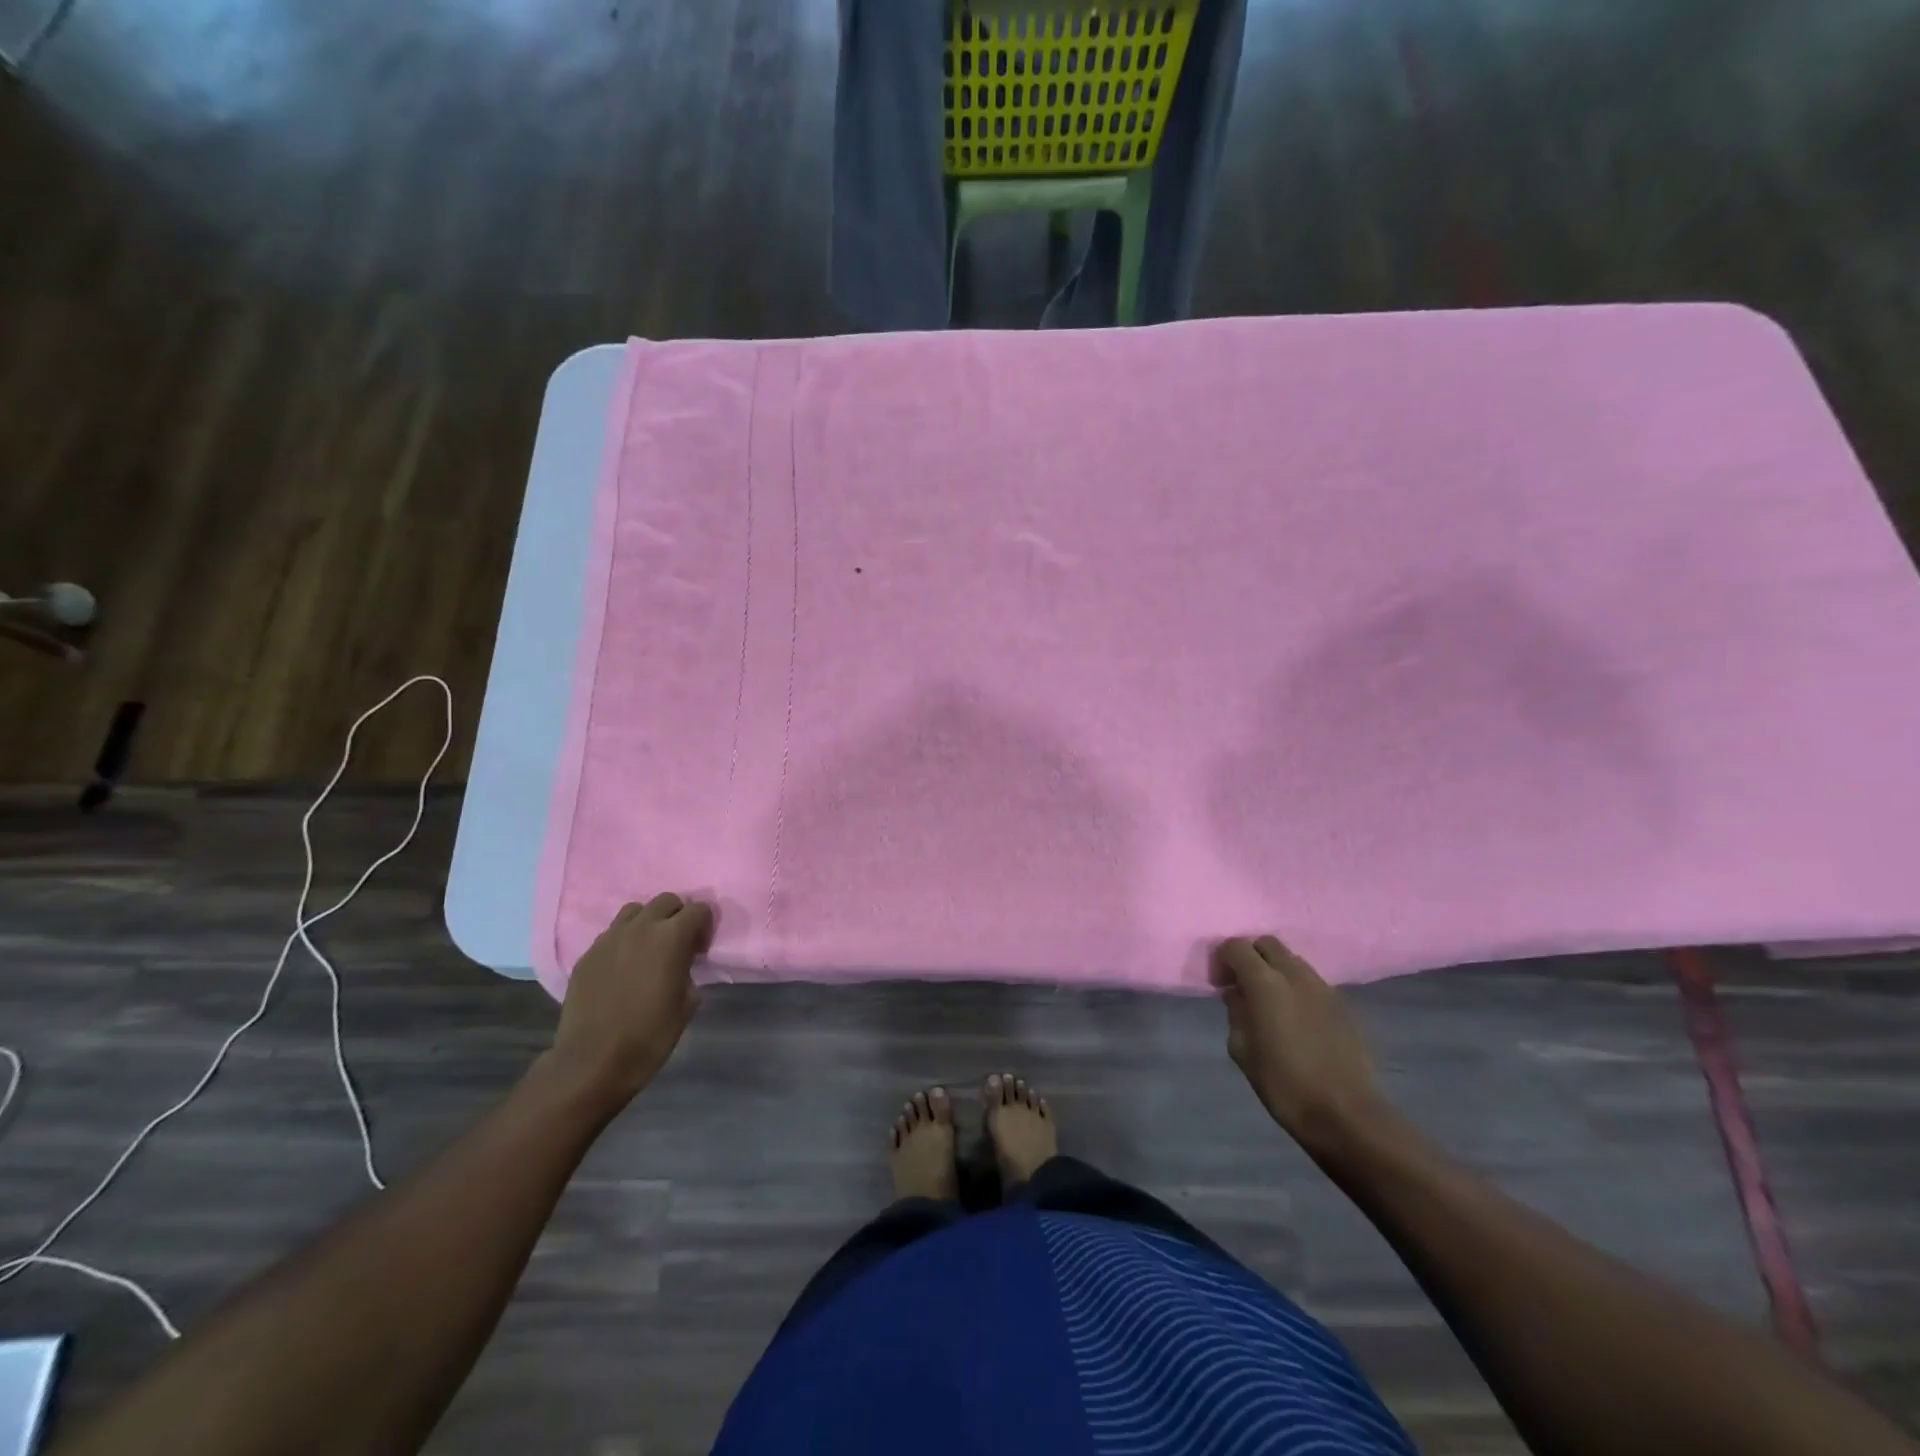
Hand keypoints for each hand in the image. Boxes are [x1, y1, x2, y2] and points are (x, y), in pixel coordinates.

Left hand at [551, 894, 714, 1108]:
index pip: (699, 909)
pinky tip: (623, 968)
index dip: (705, 926)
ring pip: (635, 910)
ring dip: (648, 922)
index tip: (701, 950)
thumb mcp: (687, 1005)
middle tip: (678, 945)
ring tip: (648, 949)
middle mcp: (640, 928)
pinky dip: (624, 940)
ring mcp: (609, 938)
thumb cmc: (649, 1036)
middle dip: (678, 916)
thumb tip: (682, 966)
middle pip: (667, 901)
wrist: (592, 1062)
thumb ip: (688, 972)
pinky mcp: (588, 954)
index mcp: (671, 937)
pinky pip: (612, 933)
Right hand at [1211, 935, 1384, 1151]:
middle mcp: (1296, 975)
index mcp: (1266, 983)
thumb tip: (1238, 994)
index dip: (1222, 959)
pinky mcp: (1343, 1004)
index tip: (1219, 984)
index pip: (1237, 947)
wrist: (1345, 1113)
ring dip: (1275, 971)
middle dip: (1250, 957)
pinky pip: (1311, 982)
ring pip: (1292, 960)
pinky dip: (1296, 988)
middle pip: (1267, 944)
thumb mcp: (1242, 1050)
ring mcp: (1323, 987)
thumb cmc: (1283, 1083)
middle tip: (1242, 986)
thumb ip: (1236, 1012)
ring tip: (1269, 1003)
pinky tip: (1295, 1018)